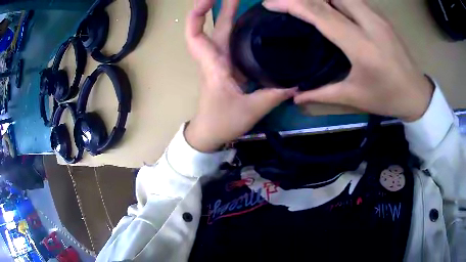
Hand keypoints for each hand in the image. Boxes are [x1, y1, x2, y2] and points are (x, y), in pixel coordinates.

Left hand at [185, 0, 296, 151]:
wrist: (209, 133)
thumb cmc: (222, 122)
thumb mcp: (251, 110)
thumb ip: (274, 95)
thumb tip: (297, 84)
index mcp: (214, 65)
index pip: (196, 35)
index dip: (197, 16)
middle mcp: (215, 58)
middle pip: (215, 27)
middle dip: (223, 7)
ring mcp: (222, 62)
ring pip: (223, 33)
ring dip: (230, 15)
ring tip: (245, 1)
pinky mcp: (229, 67)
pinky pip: (232, 44)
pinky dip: (239, 31)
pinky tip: (254, 24)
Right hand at [264, 0, 433, 121]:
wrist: (417, 94)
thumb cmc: (387, 97)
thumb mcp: (355, 97)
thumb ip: (322, 93)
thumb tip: (295, 96)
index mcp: (361, 46)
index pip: (321, 14)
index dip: (292, 4)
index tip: (269, 3)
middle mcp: (369, 23)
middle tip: (285, 1)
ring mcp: (377, 16)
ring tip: (304, 3)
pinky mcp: (381, 16)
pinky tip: (328, 5)